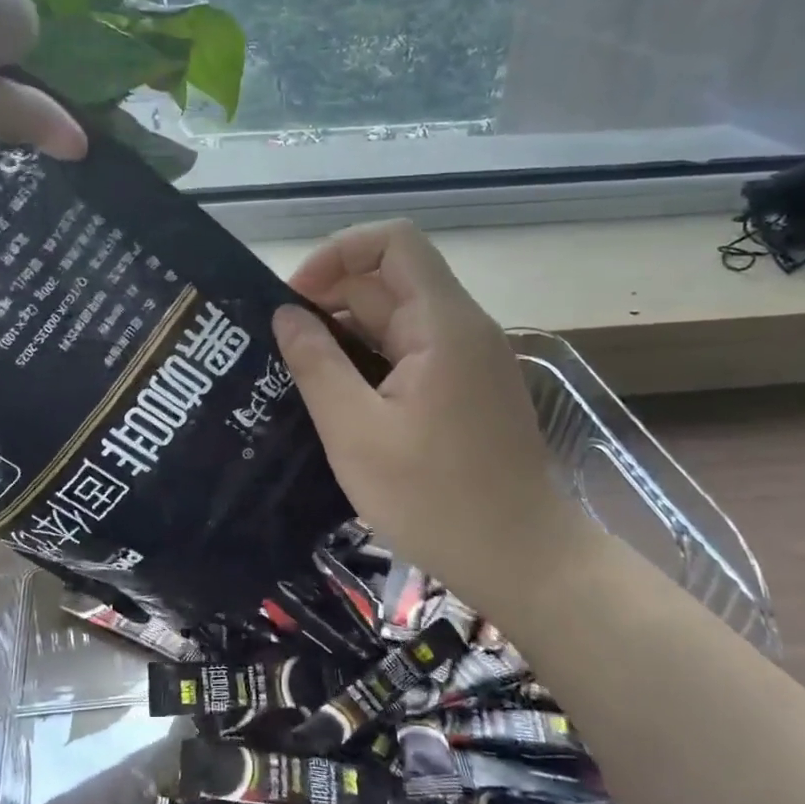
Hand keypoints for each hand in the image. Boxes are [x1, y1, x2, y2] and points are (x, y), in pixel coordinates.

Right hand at [272, 220, 588, 583]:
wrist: (523, 561)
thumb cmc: (435, 500)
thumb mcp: (356, 434)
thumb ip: (316, 365)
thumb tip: (286, 315)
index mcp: (442, 324)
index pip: (392, 242)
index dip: (337, 253)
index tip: (295, 299)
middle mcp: (461, 328)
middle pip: (389, 282)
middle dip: (330, 301)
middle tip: (280, 346)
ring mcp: (468, 359)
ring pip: (396, 320)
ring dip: (346, 335)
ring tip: (299, 373)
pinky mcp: (466, 388)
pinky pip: (410, 353)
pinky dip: (370, 361)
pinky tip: (339, 398)